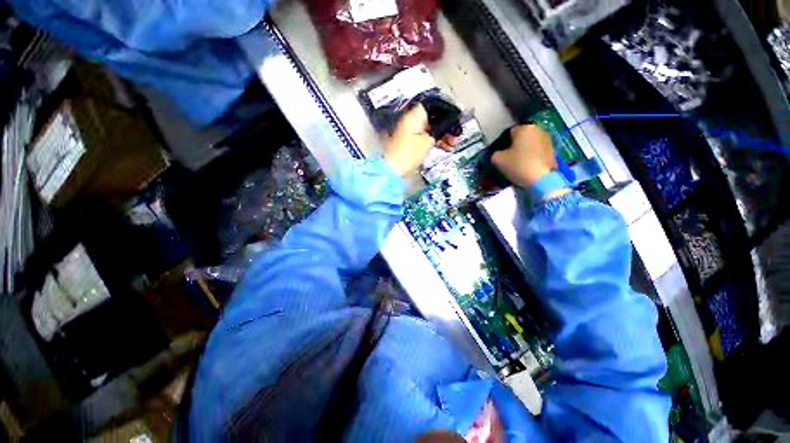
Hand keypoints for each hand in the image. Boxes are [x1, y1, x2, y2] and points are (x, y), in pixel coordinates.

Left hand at [384, 104, 456, 176]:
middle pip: (433, 118)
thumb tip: (448, 125)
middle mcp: (412, 120)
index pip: (434, 106)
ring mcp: (411, 132)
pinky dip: (435, 142)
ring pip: (431, 129)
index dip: (447, 112)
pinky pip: (426, 137)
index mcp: (415, 115)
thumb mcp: (427, 141)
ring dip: (443, 136)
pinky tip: (446, 149)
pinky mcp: (411, 142)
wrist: (393, 170)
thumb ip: (439, 131)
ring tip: (454, 146)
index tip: (456, 120)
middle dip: (447, 127)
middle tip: (457, 137)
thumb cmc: (409, 153)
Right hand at [492, 125, 561, 189]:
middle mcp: (538, 129)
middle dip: (515, 146)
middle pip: (521, 137)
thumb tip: (497, 153)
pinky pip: (538, 151)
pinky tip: (528, 166)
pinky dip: (532, 156)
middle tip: (509, 159)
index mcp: (524, 128)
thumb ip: (495, 154)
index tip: (501, 154)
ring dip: (524, 151)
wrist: (542, 179)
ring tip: (519, 163)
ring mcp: (548, 139)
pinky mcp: (554, 150)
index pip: (509, 133)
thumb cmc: (518, 165)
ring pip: (530, 144)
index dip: (503, 144)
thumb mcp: (498, 160)